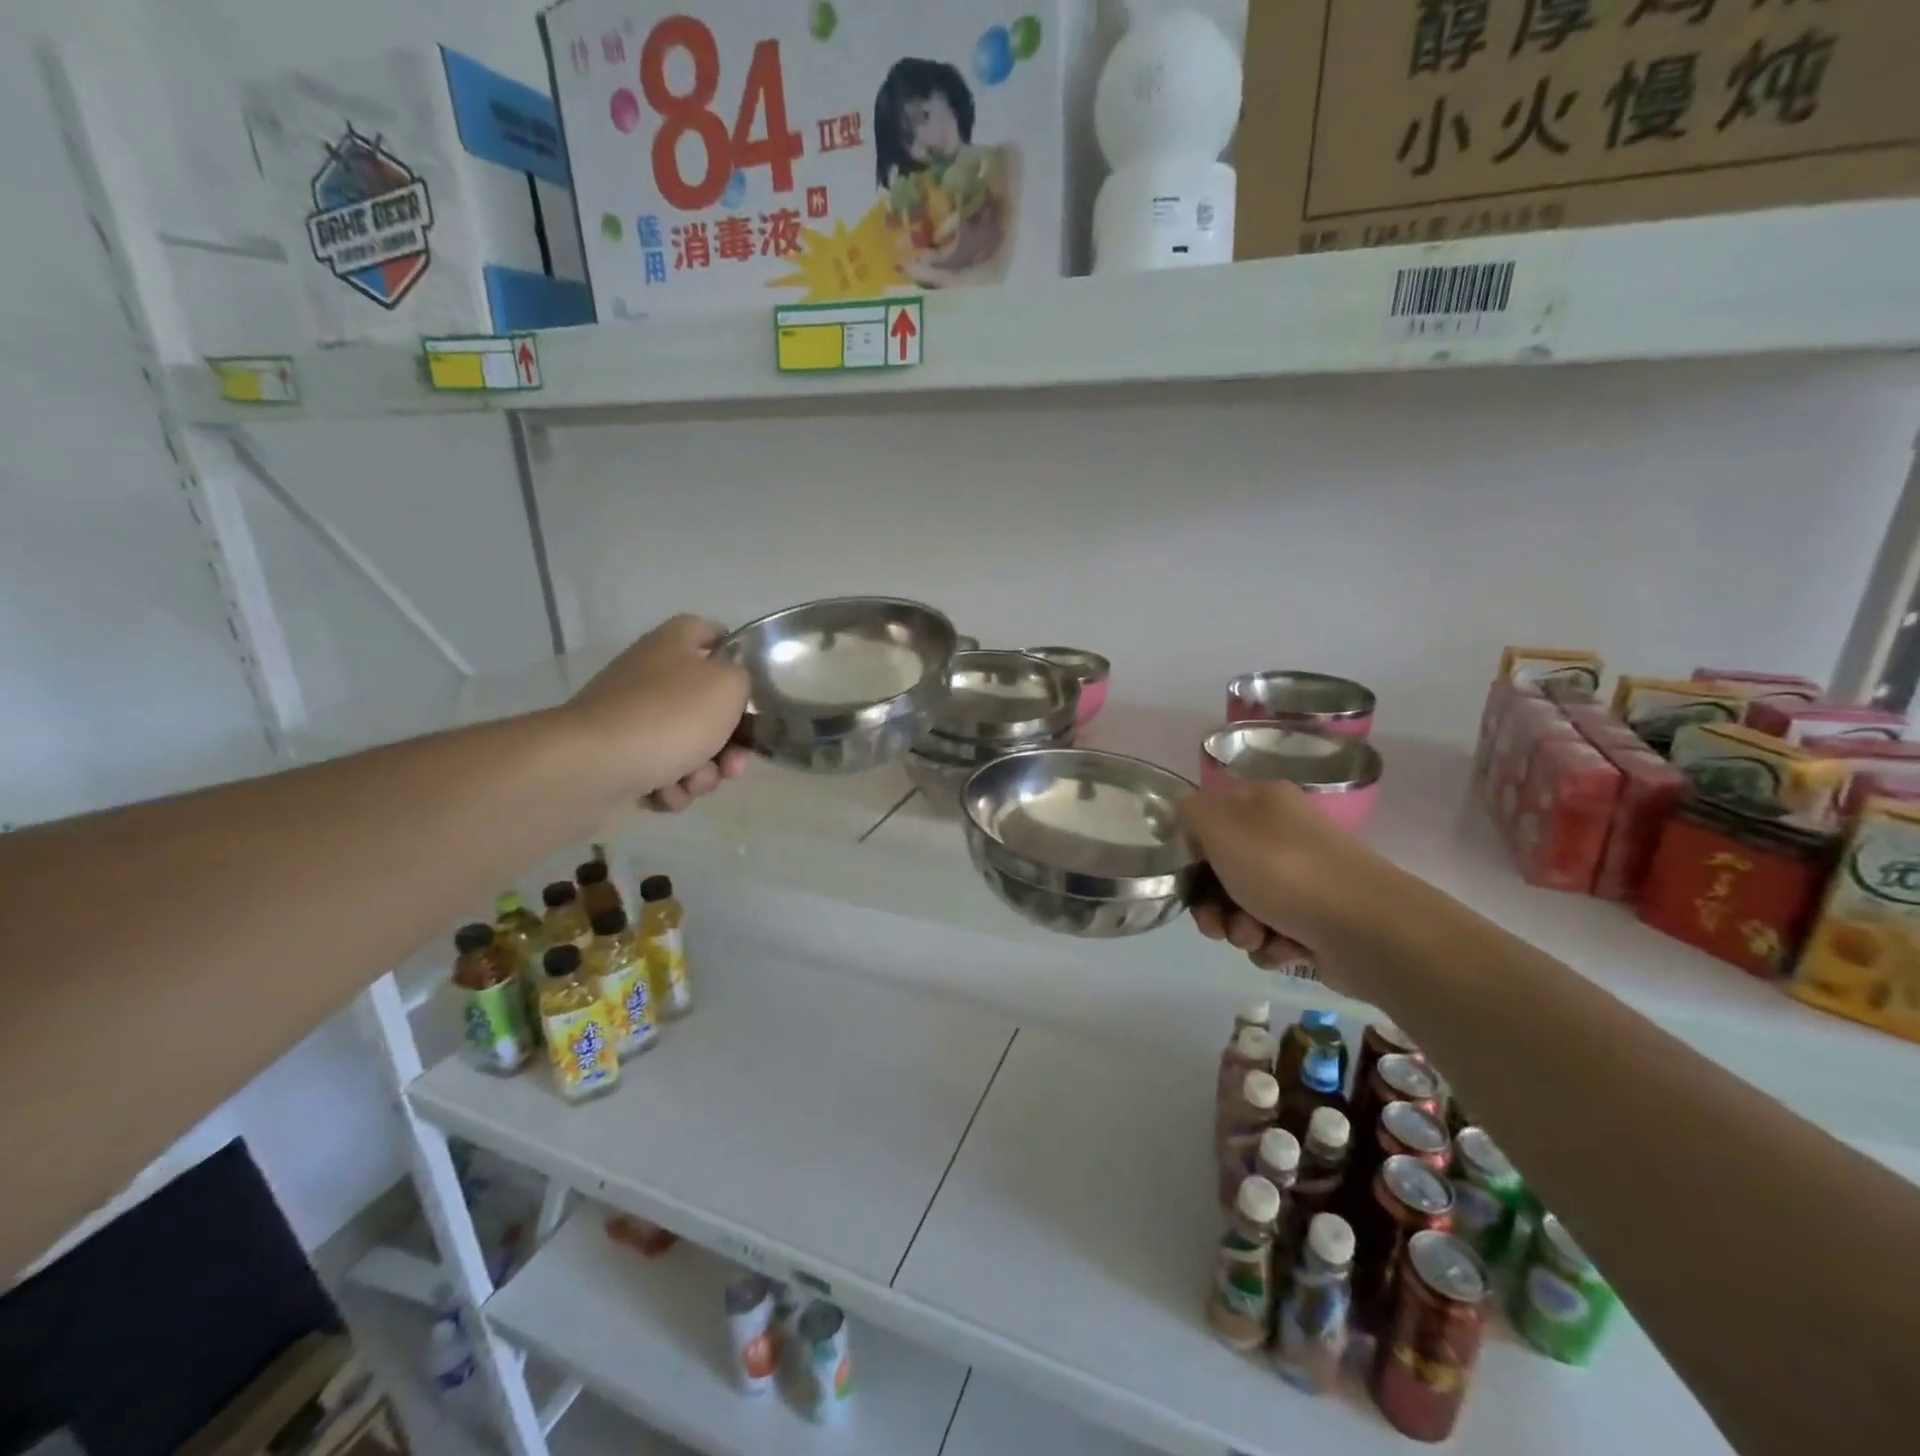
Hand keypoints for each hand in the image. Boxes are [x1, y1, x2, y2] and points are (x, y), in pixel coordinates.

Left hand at [563, 615, 752, 811]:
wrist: (595, 766)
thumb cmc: (671, 715)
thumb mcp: (728, 685)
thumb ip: (743, 679)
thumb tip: (731, 686)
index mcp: (674, 645)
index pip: (711, 632)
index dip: (736, 653)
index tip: (754, 685)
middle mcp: (651, 676)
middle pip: (708, 705)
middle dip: (729, 741)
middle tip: (734, 763)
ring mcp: (632, 719)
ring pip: (690, 746)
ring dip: (703, 771)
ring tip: (693, 781)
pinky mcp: (619, 758)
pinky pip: (662, 772)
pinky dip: (671, 786)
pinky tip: (665, 792)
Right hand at [1177, 781, 1392, 993]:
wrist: (1366, 929)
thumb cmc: (1283, 869)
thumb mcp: (1220, 826)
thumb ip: (1190, 812)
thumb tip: (1182, 811)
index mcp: (1264, 803)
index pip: (1211, 820)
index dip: (1192, 850)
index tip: (1185, 876)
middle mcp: (1284, 836)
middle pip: (1224, 869)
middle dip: (1213, 902)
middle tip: (1213, 923)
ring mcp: (1304, 880)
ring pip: (1245, 906)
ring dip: (1238, 927)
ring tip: (1254, 936)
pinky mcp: (1318, 922)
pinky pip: (1274, 934)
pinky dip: (1270, 945)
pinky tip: (1282, 949)